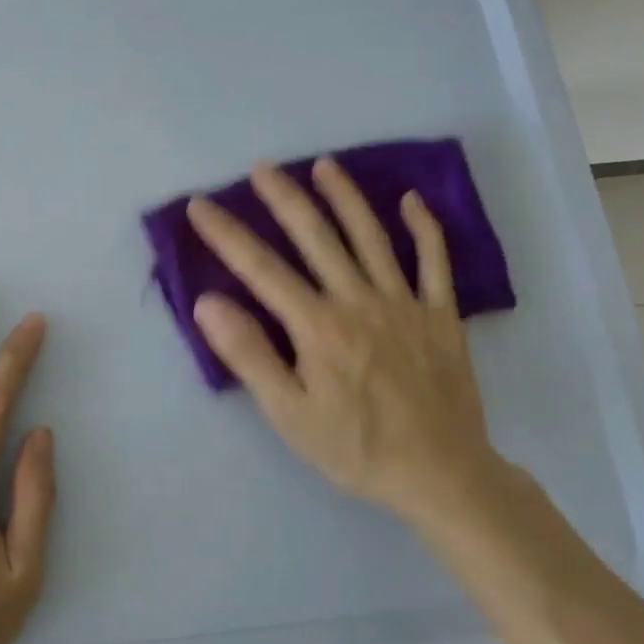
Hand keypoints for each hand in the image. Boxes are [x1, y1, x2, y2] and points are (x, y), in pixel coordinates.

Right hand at [185, 158, 503, 523]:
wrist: (443, 477)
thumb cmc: (355, 448)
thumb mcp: (288, 414)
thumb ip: (248, 355)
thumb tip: (208, 303)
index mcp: (318, 326)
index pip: (261, 268)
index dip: (226, 233)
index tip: (200, 205)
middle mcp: (358, 301)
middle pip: (316, 236)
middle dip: (284, 198)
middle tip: (262, 167)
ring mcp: (404, 303)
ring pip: (371, 237)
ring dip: (346, 197)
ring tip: (324, 166)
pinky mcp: (440, 315)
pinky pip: (434, 262)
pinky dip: (425, 228)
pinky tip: (412, 201)